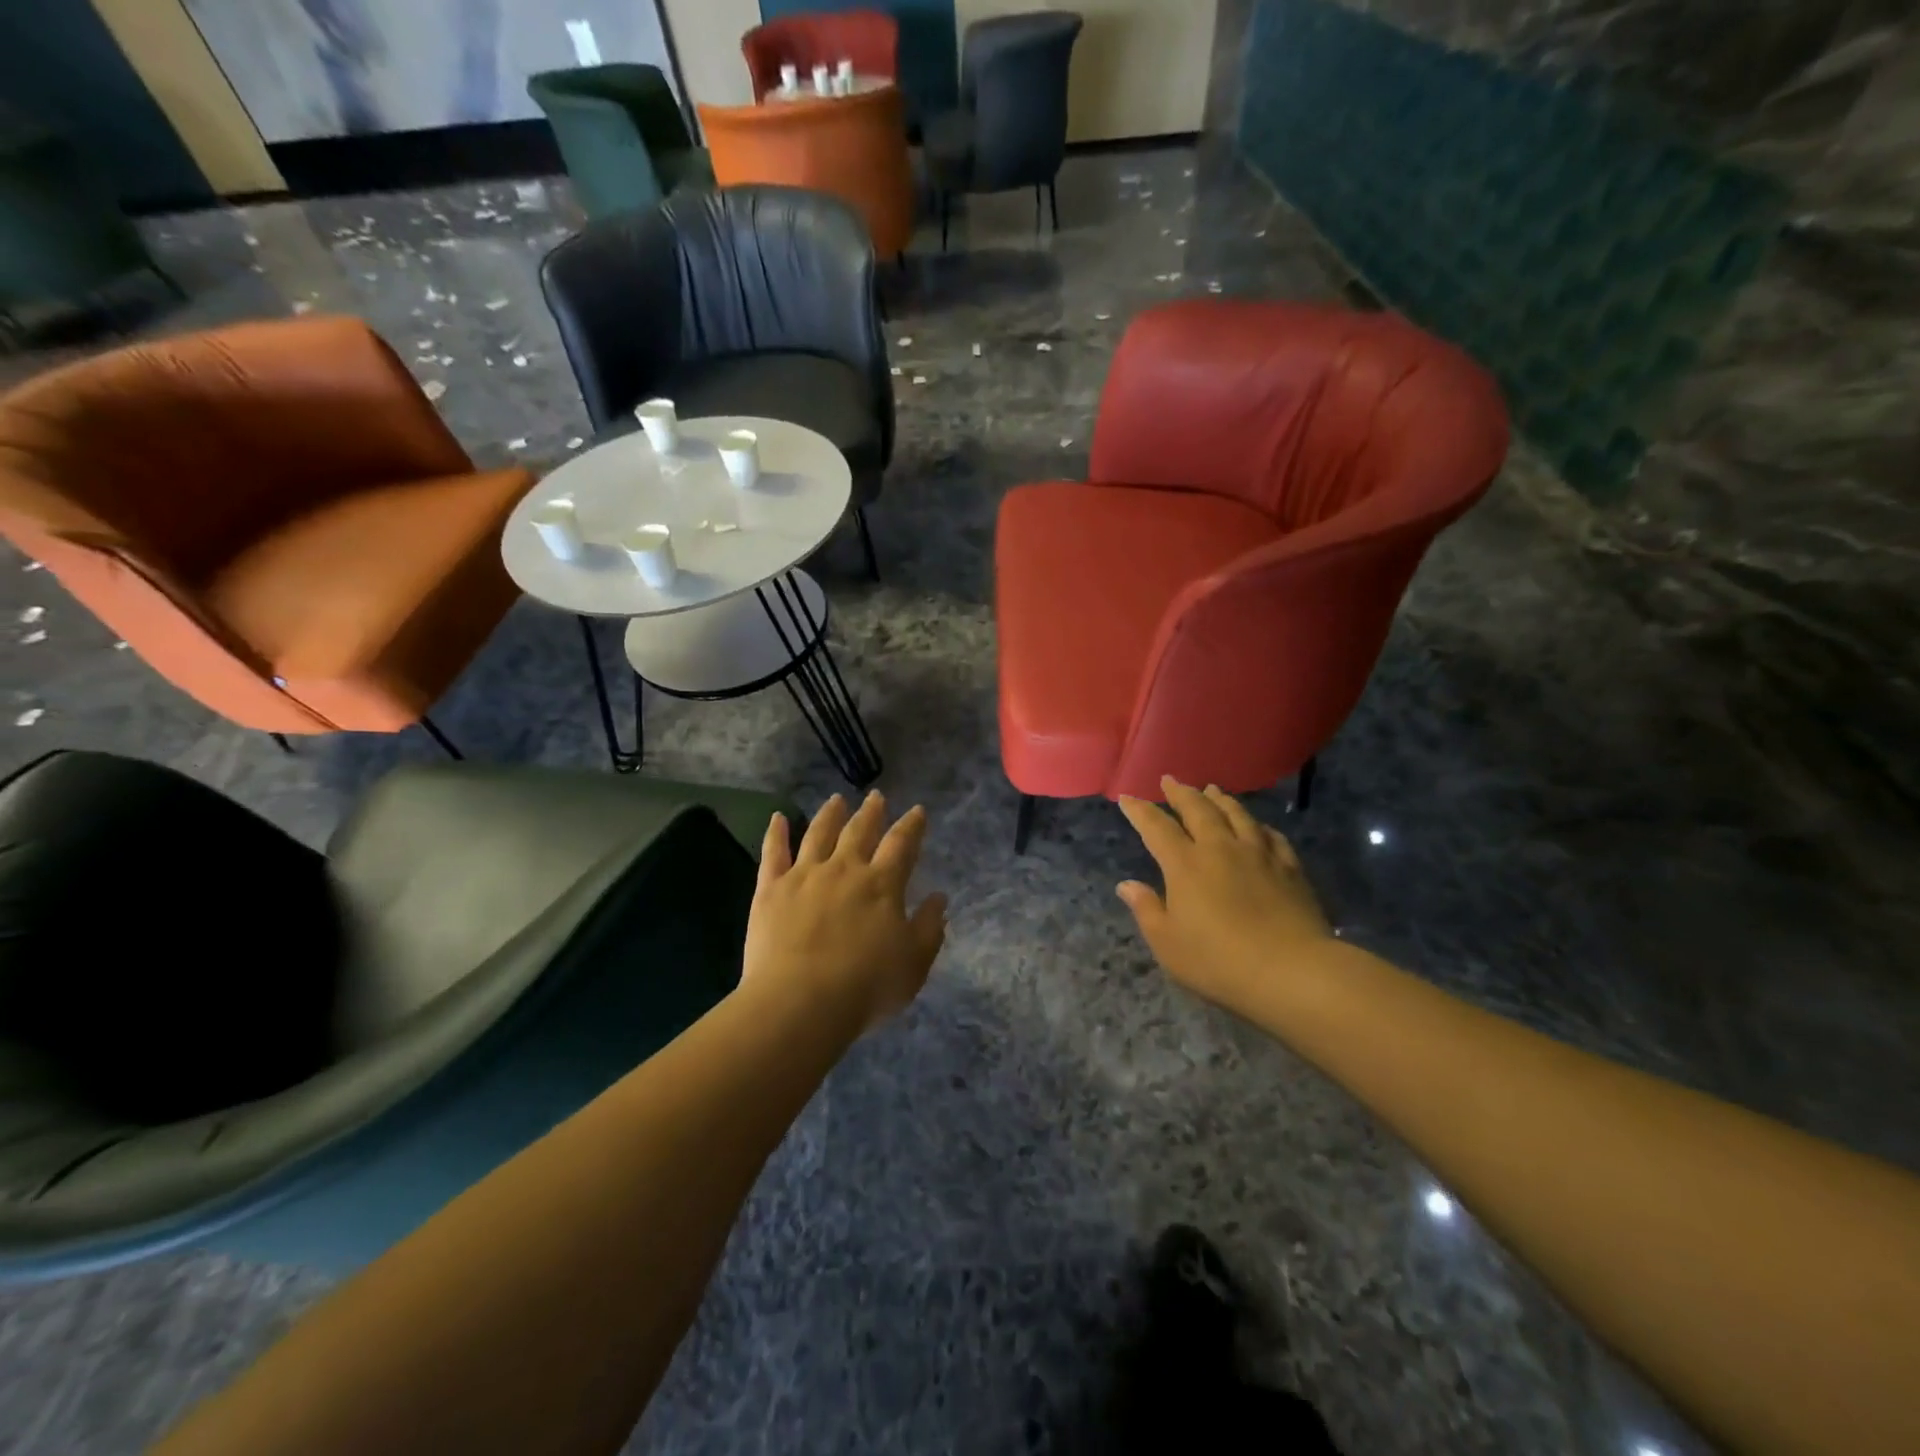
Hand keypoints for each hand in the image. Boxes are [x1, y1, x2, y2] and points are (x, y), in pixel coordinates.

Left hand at [743, 791, 947, 1032]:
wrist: (801, 1001)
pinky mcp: (771, 889)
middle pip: (860, 831)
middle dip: (871, 812)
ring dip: (830, 814)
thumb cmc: (866, 986)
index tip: (917, 810)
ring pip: (819, 833)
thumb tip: (939, 898)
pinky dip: (776, 833)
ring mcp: (805, 875)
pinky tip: (777, 818)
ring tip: (836, 800)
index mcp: (882, 884)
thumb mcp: (914, 963)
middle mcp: (845, 869)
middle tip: (875, 797)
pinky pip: (773, 853)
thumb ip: (929, 928)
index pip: (902, 844)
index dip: (911, 826)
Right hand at [1116, 777, 1333, 1014]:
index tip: (1128, 798)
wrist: (1292, 971)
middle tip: (1170, 780)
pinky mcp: (1290, 867)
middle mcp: (1220, 848)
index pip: (1156, 827)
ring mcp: (1259, 854)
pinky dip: (1258, 825)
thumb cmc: (1219, 962)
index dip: (1140, 811)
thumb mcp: (1168, 944)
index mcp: (1185, 864)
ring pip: (1236, 814)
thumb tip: (1127, 884)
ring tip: (1211, 789)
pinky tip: (1257, 825)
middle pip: (1198, 810)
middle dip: (1180, 793)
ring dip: (1220, 799)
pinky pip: (1271, 835)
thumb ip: (1146, 910)